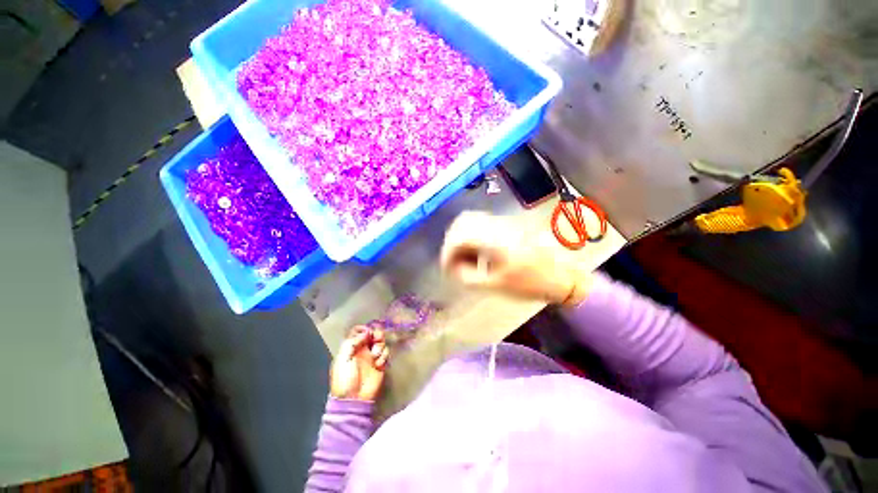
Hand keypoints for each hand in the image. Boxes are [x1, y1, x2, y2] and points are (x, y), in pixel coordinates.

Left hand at [330, 326, 389, 400]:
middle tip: (376, 339)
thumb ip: (352, 342)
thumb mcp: (342, 359)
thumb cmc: (345, 379)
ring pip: (381, 342)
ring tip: (375, 357)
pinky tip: (378, 364)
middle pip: (373, 334)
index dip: (364, 329)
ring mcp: (372, 356)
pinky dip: (384, 356)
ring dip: (380, 347)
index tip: (367, 332)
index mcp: (351, 347)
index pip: (358, 331)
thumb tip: (366, 332)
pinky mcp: (381, 363)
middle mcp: (363, 349)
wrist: (354, 399)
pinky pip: (386, 353)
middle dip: (377, 334)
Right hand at [440, 211, 590, 304]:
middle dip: (452, 241)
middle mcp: (496, 224)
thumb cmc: (529, 282)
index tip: (446, 268)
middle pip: (462, 221)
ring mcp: (503, 221)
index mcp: (493, 238)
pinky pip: (482, 223)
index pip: (459, 236)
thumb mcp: (495, 284)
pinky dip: (473, 235)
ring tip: (464, 256)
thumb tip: (453, 268)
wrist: (560, 275)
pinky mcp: (507, 224)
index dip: (447, 252)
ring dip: (462, 236)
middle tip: (453, 261)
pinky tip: (477, 251)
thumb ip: (468, 276)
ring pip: (472, 220)